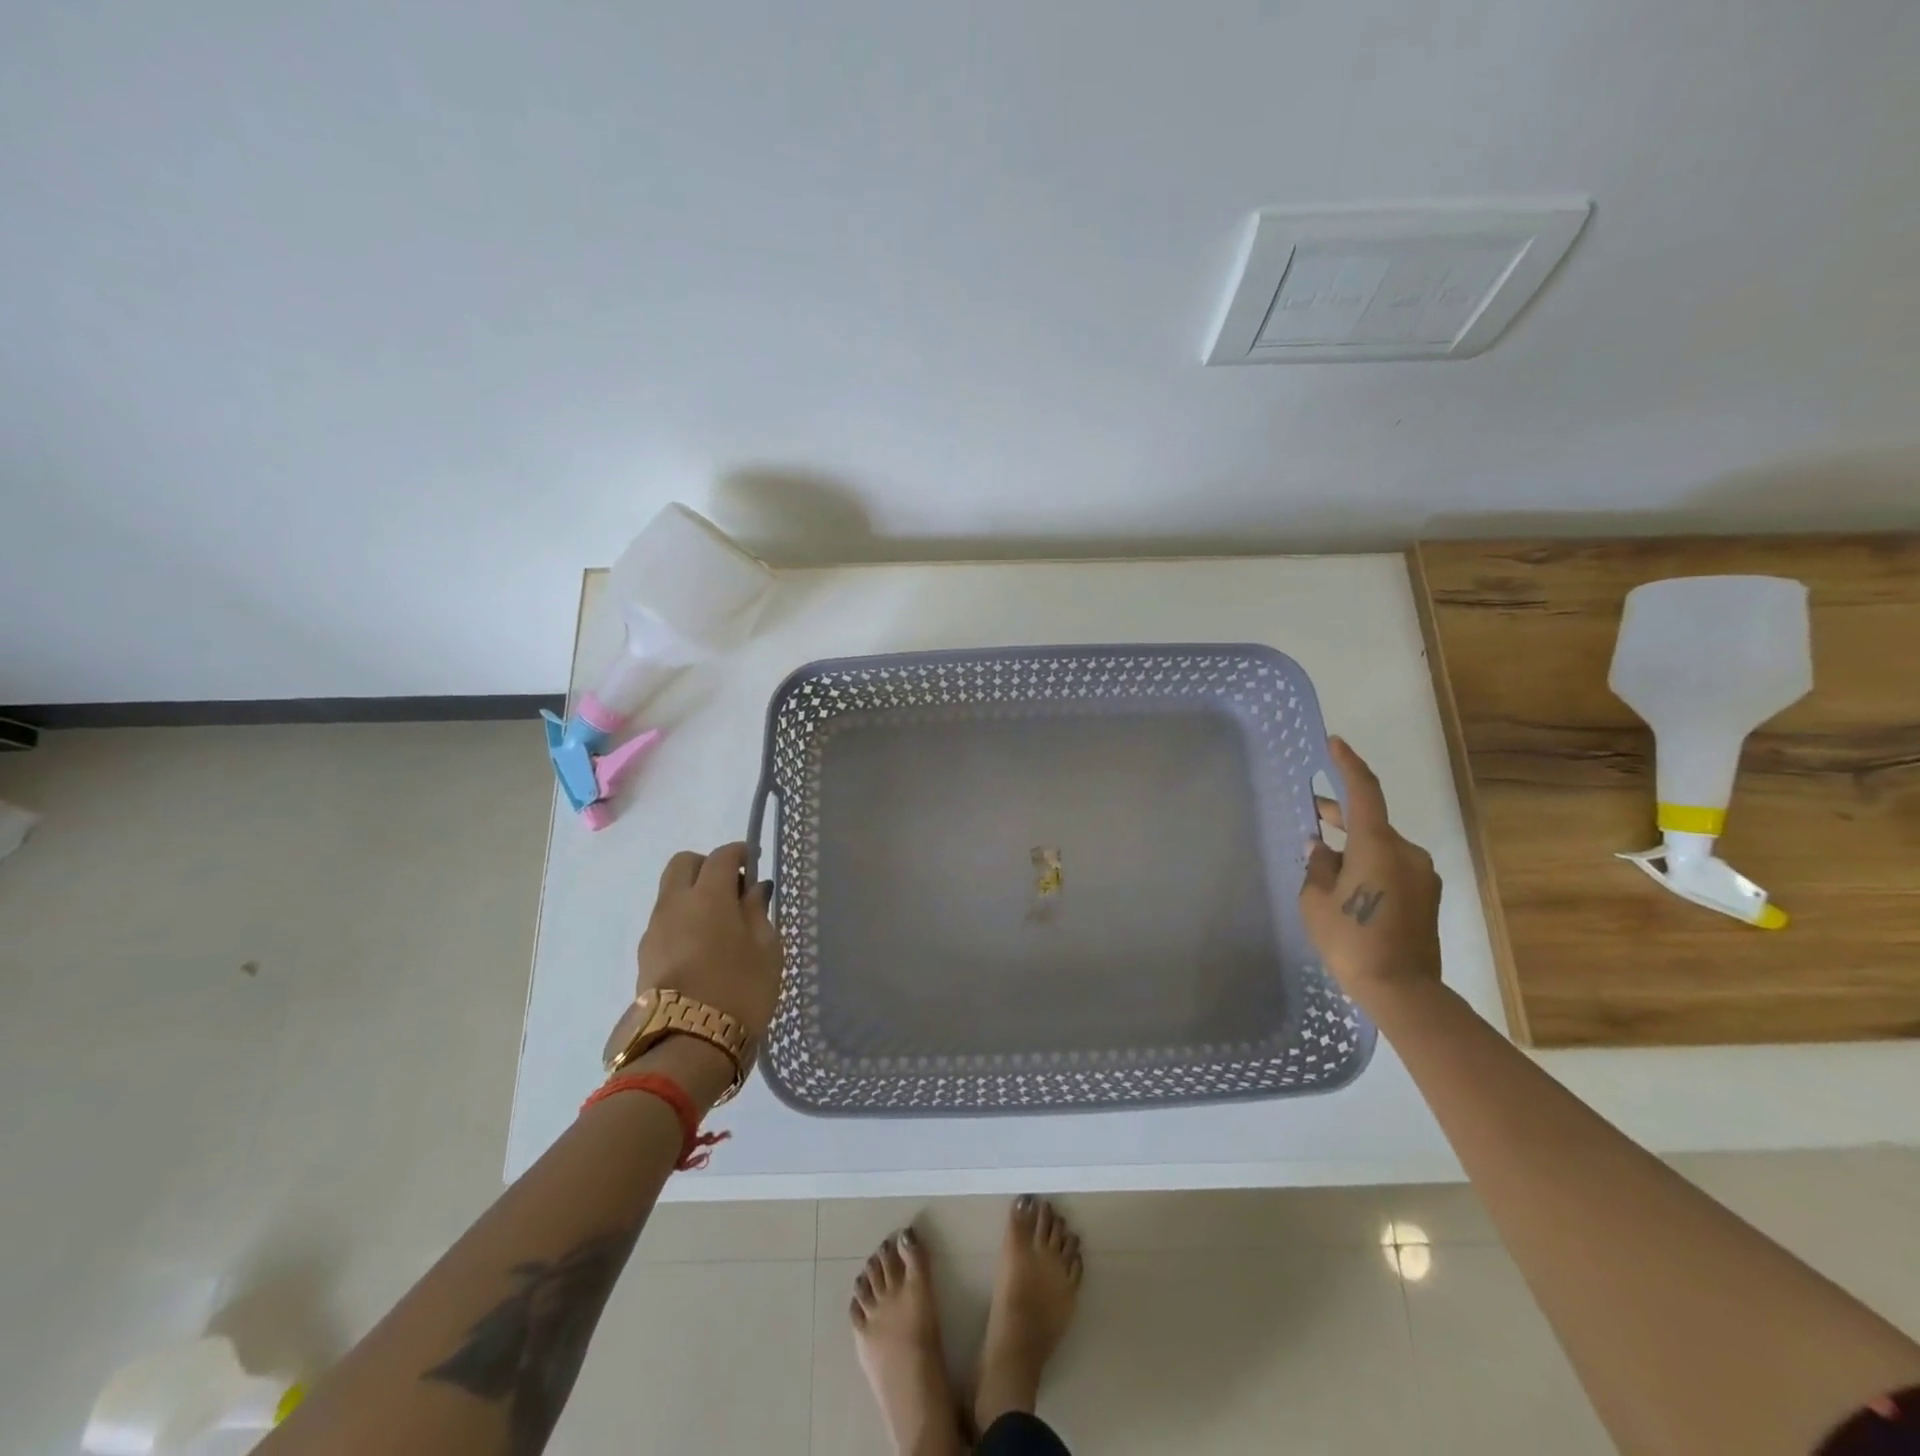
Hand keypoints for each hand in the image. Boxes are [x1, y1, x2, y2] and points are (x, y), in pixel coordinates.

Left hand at [638, 843, 782, 1040]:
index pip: (721, 856)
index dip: (739, 853)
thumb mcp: (766, 949)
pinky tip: (702, 947)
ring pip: (670, 892)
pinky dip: (682, 920)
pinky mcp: (644, 956)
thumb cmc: (740, 991)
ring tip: (719, 924)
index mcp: (709, 895)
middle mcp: (675, 904)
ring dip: (692, 894)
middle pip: (683, 864)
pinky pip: (664, 921)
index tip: (754, 862)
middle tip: (731, 889)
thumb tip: (754, 889)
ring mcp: (654, 930)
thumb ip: (758, 911)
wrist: (688, 1046)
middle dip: (706, 866)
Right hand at [1299, 737, 1443, 1009]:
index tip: (1334, 743)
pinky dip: (1369, 864)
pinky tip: (1348, 885)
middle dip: (1340, 815)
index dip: (1348, 765)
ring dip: (1354, 846)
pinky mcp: (1427, 896)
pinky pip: (1393, 866)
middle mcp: (1407, 852)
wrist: (1402, 990)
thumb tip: (1321, 848)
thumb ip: (1318, 866)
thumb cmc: (1351, 940)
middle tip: (1311, 814)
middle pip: (1371, 821)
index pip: (1364, 792)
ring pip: (1381, 846)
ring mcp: (1421, 874)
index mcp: (1378, 845)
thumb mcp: (1317, 901)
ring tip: (1324, 859)